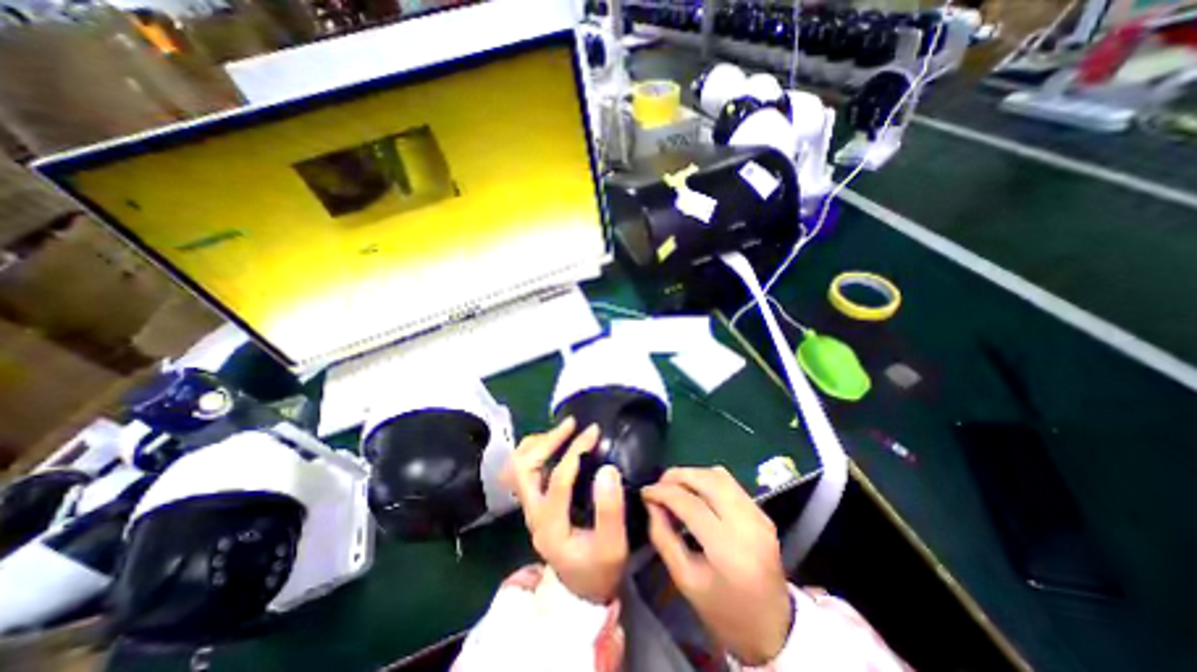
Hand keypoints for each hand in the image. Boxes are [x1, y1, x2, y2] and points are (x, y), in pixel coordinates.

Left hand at [500, 417, 630, 606]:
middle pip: (523, 467)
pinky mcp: (535, 502)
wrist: (581, 589)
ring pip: (518, 466)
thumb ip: (611, 510)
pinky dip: (536, 450)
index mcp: (551, 525)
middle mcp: (532, 514)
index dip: (575, 451)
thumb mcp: (613, 546)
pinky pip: (524, 468)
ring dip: (538, 443)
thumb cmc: (599, 569)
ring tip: (563, 430)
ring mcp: (530, 507)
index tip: (594, 432)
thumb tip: (607, 468)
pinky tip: (556, 444)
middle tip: (572, 424)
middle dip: (547, 441)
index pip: (557, 479)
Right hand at [639, 466, 792, 666]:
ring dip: (692, 475)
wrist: (773, 629)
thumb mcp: (685, 580)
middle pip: (707, 479)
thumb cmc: (723, 611)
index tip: (645, 492)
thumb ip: (663, 537)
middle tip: (659, 485)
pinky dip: (707, 480)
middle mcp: (748, 524)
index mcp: (728, 549)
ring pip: (720, 475)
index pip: (690, 504)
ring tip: (674, 487)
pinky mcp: (762, 512)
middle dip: (677, 476)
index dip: (663, 492)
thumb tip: (652, 503)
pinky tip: (695, 493)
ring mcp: (759, 515)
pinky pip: (730, 483)